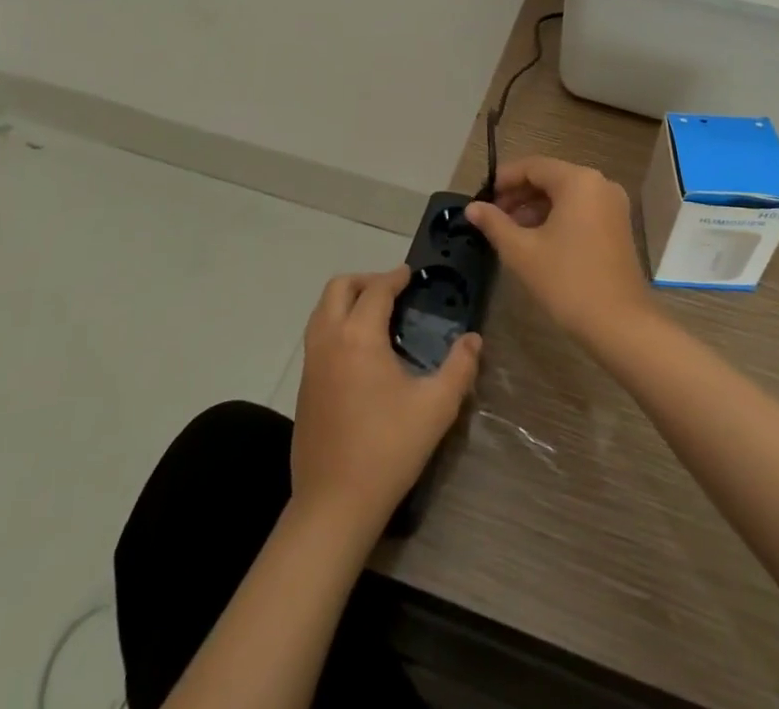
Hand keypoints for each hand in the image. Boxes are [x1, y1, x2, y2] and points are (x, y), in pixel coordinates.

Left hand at [290, 266, 480, 531]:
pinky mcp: (304, 386)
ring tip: (376, 315)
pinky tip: (359, 350)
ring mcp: (311, 363)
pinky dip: (336, 324)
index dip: (395, 277)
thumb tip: (473, 339)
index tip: (411, 274)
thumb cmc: (388, 449)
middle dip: (365, 280)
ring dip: (347, 300)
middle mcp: (329, 339)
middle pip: (339, 288)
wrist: (334, 503)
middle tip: (392, 291)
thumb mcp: (436, 407)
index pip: (376, 289)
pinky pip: (317, 335)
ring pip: (322, 310)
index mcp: (358, 336)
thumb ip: (460, 367)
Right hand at [465, 156, 654, 347]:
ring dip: (536, 207)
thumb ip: (494, 224)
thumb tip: (472, 207)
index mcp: (578, 181)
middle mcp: (599, 184)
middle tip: (492, 216)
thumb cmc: (567, 281)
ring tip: (509, 230)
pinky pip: (580, 209)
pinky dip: (557, 217)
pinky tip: (536, 239)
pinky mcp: (617, 226)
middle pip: (550, 178)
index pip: (533, 166)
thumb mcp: (522, 251)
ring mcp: (612, 205)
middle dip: (519, 194)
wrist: (619, 324)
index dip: (504, 179)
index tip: (482, 198)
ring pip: (565, 195)